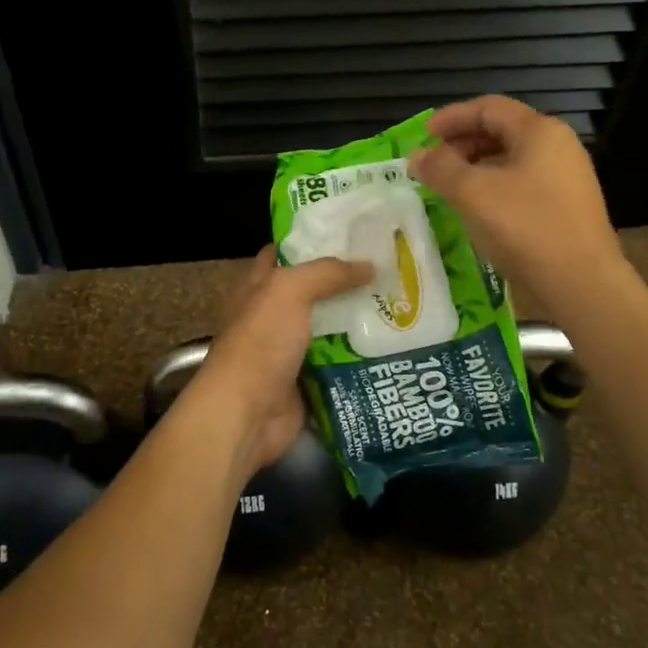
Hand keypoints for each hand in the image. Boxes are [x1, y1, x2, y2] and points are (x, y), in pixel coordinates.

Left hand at [176, 246, 371, 479]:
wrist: (247, 415)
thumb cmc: (260, 342)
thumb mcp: (289, 291)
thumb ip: (328, 273)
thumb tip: (369, 266)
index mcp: (258, 287)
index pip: (285, 253)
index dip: (314, 240)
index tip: (354, 233)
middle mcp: (272, 315)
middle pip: (314, 291)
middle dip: (347, 281)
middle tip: (390, 269)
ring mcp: (290, 350)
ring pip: (330, 326)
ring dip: (359, 319)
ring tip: (401, 303)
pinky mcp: (308, 380)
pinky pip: (340, 362)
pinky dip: (362, 356)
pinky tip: (393, 344)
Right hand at [409, 95, 623, 303]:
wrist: (582, 282)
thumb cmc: (526, 227)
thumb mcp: (473, 193)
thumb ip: (441, 168)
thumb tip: (417, 156)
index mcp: (539, 131)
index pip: (488, 108)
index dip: (451, 117)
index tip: (422, 135)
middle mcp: (557, 145)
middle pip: (501, 130)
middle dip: (461, 143)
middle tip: (431, 163)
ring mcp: (566, 176)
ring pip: (511, 158)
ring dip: (475, 166)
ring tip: (448, 186)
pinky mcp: (567, 204)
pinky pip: (522, 181)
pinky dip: (494, 185)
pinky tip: (476, 208)